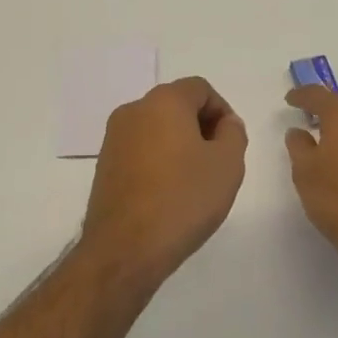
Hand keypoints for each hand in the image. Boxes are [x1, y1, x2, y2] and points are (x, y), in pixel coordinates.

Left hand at [80, 77, 248, 280]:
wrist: (126, 248)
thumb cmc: (183, 200)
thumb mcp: (227, 164)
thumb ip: (233, 133)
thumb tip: (225, 124)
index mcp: (163, 101)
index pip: (200, 89)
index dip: (222, 111)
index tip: (231, 144)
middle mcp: (133, 110)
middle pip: (176, 105)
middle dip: (201, 127)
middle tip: (217, 162)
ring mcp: (114, 138)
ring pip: (157, 128)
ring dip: (179, 144)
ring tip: (194, 182)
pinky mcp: (104, 164)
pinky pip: (140, 150)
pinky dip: (158, 161)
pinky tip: (169, 193)